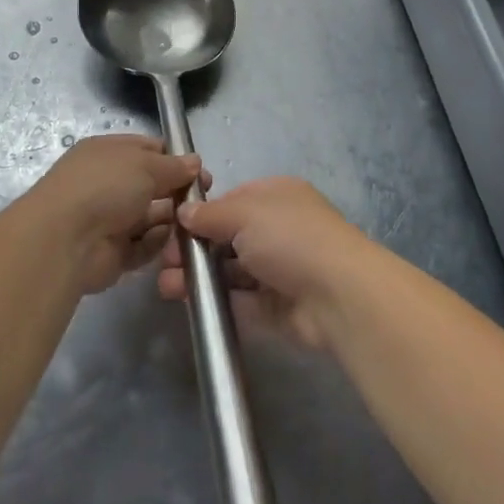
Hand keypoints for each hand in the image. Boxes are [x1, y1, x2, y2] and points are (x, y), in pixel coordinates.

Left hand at [22, 135, 205, 294]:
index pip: (147, 150)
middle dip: (178, 191)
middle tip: (204, 199)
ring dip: (171, 219)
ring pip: (150, 217)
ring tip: (193, 222)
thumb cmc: (104, 187)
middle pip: (152, 185)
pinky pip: (143, 245)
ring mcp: (109, 219)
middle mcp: (107, 184)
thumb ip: (174, 165)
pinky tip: (171, 241)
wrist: (65, 240)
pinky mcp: (113, 252)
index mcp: (108, 153)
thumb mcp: (145, 164)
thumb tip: (195, 163)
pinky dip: (157, 243)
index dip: (175, 158)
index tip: (200, 171)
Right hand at [160, 177, 383, 348]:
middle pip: (228, 237)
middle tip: (165, 261)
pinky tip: (190, 303)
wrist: (338, 295)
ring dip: (200, 277)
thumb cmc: (289, 237)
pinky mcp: (278, 307)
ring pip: (231, 271)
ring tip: (168, 286)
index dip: (201, 213)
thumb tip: (184, 212)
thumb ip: (210, 214)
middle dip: (195, 248)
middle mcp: (279, 229)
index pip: (232, 200)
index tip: (172, 227)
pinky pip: (242, 301)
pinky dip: (217, 301)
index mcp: (277, 196)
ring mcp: (280, 269)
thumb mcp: (244, 212)